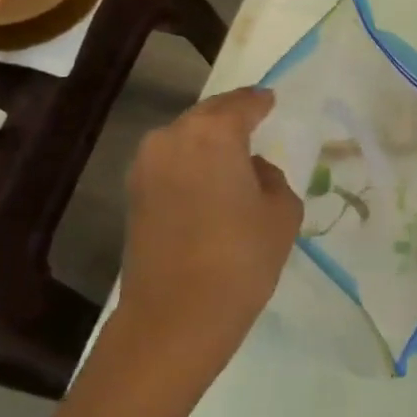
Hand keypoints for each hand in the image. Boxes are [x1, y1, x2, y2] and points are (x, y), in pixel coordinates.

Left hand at [108, 88, 302, 387]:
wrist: (177, 316)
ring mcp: (145, 167)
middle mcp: (171, 139)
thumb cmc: (242, 257)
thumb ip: (271, 178)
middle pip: (207, 116)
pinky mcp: (134, 196)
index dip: (260, 102)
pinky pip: (171, 164)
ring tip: (235, 154)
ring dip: (208, 142)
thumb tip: (251, 172)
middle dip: (231, 117)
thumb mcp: (282, 211)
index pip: (242, 104)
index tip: (272, 100)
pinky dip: (192, 164)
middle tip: (255, 122)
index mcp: (212, 134)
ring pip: (184, 139)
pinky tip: (212, 182)